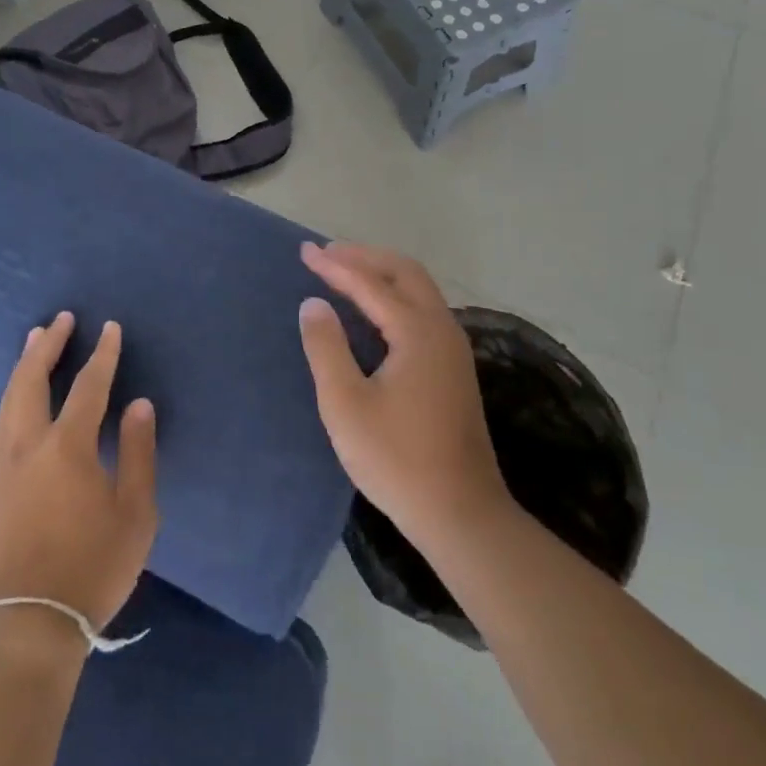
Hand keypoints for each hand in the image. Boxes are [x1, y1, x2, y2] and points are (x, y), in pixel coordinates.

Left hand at [0, 313, 158, 633]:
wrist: (25, 624)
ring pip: (10, 396)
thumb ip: (138, 453)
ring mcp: (1, 462)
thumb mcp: (135, 514)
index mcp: (66, 447)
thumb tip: (139, 404)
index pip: (88, 386)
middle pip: (32, 378)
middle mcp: (27, 443)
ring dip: (24, 364)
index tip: (110, 328)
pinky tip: (18, 396)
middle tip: (62, 320)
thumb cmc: (91, 568)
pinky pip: (1, 419)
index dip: (102, 355)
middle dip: (48, 345)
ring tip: (35, 340)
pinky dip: (13, 393)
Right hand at [298, 242, 505, 549]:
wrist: (461, 514)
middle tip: (327, 254)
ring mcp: (453, 349)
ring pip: (419, 289)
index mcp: (417, 332)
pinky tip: (373, 311)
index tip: (304, 251)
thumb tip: (314, 303)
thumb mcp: (346, 404)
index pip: (370, 283)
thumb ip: (326, 347)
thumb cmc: (397, 460)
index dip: (334, 265)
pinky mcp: (454, 368)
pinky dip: (394, 295)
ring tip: (345, 272)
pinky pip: (423, 309)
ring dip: (381, 273)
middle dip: (364, 257)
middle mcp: (442, 329)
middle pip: (405, 272)